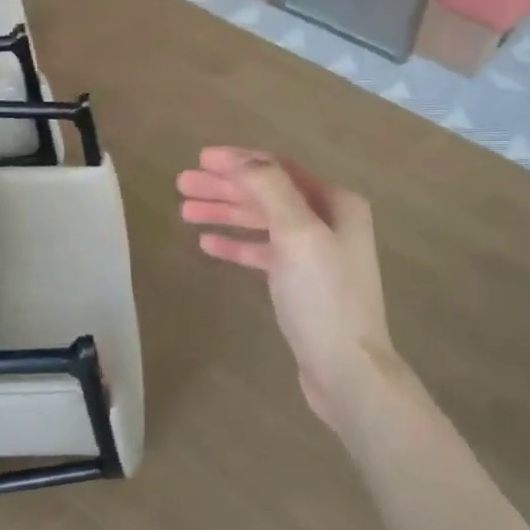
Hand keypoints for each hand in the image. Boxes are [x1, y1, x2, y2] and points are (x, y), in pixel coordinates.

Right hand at [177, 147, 393, 429]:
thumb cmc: (323, 297)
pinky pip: (264, 253)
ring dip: (225, 214)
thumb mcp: (297, 233)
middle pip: (267, 194)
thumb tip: (240, 159)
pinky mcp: (301, 284)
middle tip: (181, 184)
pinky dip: (237, 245)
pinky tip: (208, 244)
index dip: (238, 161)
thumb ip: (269, 188)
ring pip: (262, 223)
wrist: (347, 370)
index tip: (200, 159)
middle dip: (225, 187)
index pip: (278, 169)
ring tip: (184, 211)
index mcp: (336, 202)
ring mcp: (315, 254)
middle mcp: (329, 222)